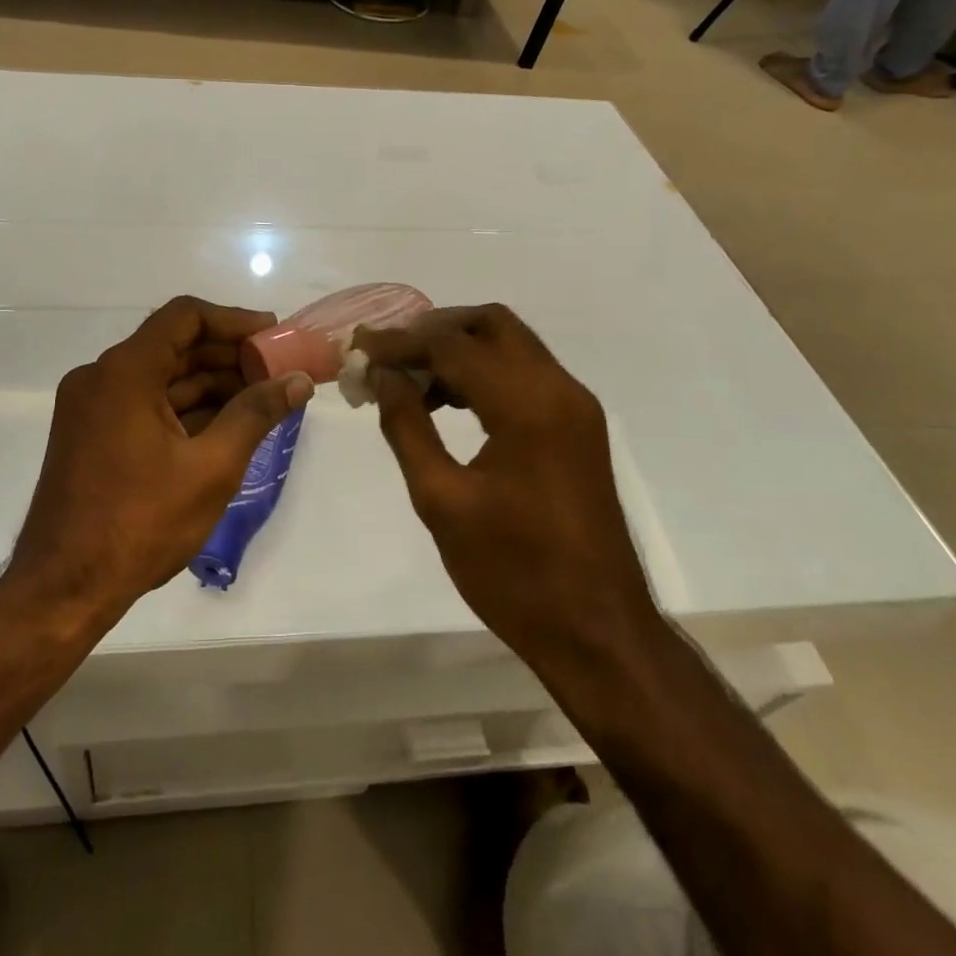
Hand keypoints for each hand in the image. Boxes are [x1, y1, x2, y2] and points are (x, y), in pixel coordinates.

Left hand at [8, 297, 314, 625]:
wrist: (64, 589)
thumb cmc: (140, 523)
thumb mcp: (211, 467)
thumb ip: (256, 414)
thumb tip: (298, 380)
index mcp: (124, 372)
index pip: (184, 317)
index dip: (233, 320)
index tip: (273, 334)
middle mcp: (101, 377)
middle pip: (174, 345)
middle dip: (228, 356)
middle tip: (276, 370)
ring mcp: (92, 407)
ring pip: (161, 377)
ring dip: (210, 384)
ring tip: (261, 400)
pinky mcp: (92, 435)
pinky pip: (145, 404)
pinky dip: (185, 409)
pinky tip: (225, 425)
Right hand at [354, 305, 660, 668]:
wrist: (598, 632)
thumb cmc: (514, 573)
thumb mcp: (442, 501)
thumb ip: (407, 426)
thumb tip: (382, 375)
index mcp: (527, 405)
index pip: (452, 344)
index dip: (398, 342)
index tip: (356, 350)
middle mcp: (559, 389)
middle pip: (490, 324)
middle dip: (433, 330)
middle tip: (388, 355)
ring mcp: (575, 406)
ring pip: (510, 345)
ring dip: (458, 349)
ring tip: (408, 381)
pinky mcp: (577, 426)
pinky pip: (525, 374)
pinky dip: (483, 372)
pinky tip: (447, 402)